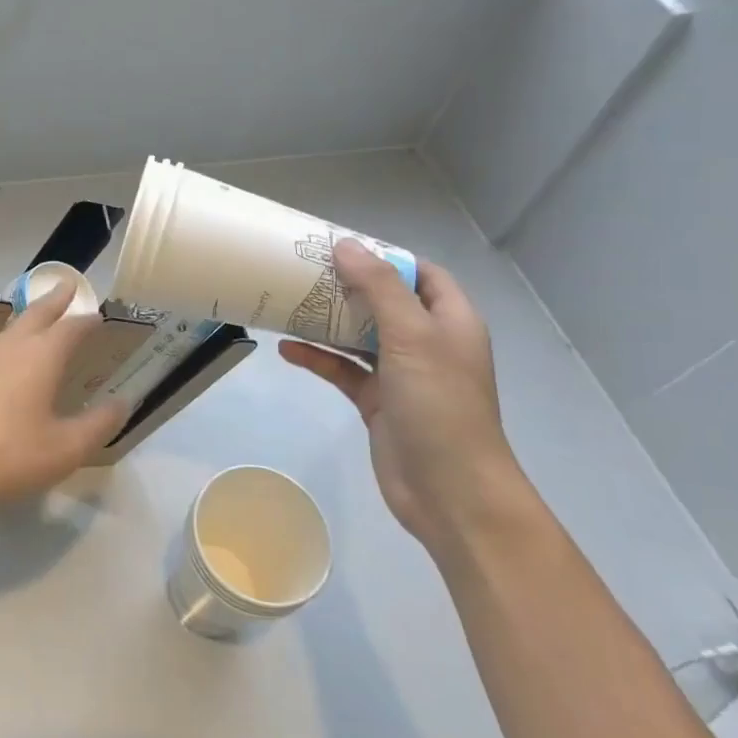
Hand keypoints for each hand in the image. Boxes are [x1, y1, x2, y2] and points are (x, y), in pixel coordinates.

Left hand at [0, 279, 128, 526]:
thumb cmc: (7, 456)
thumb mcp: (65, 450)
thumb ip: (98, 425)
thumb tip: (121, 402)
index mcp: (40, 357)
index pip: (70, 327)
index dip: (86, 319)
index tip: (96, 314)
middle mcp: (8, 348)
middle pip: (35, 313)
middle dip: (54, 299)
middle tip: (65, 285)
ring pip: (7, 331)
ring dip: (26, 321)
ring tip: (36, 323)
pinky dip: (2, 350)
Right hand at [279, 240, 527, 553]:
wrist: (450, 492)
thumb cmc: (440, 404)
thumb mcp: (412, 336)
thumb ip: (379, 288)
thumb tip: (345, 245)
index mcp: (450, 322)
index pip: (421, 274)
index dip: (386, 257)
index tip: (341, 247)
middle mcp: (428, 343)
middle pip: (384, 302)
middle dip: (347, 285)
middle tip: (302, 269)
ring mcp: (402, 374)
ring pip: (359, 336)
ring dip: (327, 321)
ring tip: (287, 302)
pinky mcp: (377, 402)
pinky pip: (343, 371)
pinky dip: (318, 359)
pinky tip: (287, 349)